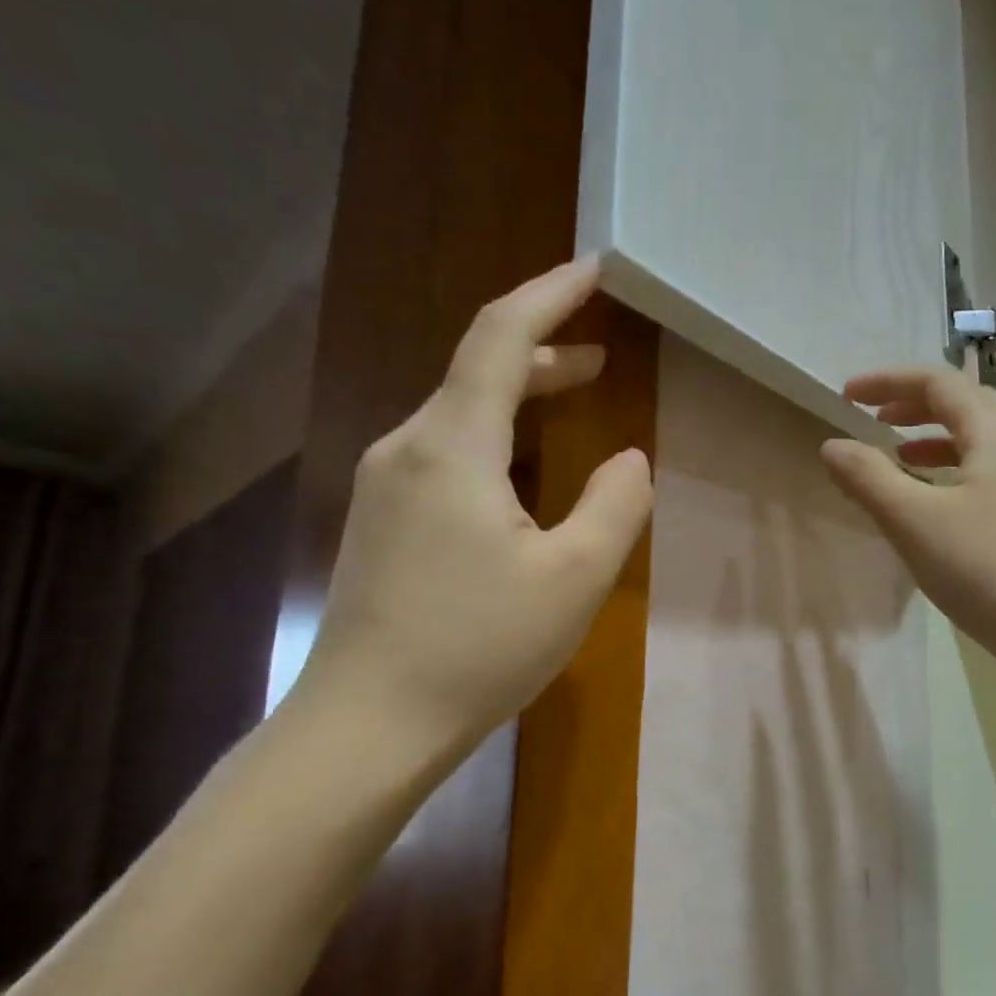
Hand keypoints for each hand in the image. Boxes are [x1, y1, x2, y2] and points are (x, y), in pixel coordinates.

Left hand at [292, 256, 651, 770]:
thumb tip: (628, 459)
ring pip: (459, 416)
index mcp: (452, 446)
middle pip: (476, 371)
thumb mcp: (574, 577)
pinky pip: (444, 456)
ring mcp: (384, 487)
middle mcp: (407, 449)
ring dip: (518, 398)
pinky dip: (493, 440)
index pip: (499, 337)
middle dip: (543, 351)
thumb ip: (615, 505)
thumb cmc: (478, 648)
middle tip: (601, 356)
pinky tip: (520, 474)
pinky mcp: (380, 525)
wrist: (368, 725)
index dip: (550, 295)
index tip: (595, 269)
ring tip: (573, 400)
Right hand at [820, 368, 995, 693]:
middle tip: (873, 420)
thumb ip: (868, 478)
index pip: (937, 383)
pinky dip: (951, 476)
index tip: (847, 396)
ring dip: (933, 441)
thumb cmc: (987, 569)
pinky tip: (933, 508)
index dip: (888, 382)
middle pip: (964, 405)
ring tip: (897, 458)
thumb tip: (833, 445)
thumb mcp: (914, 521)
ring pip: (978, 443)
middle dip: (913, 406)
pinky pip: (987, 477)